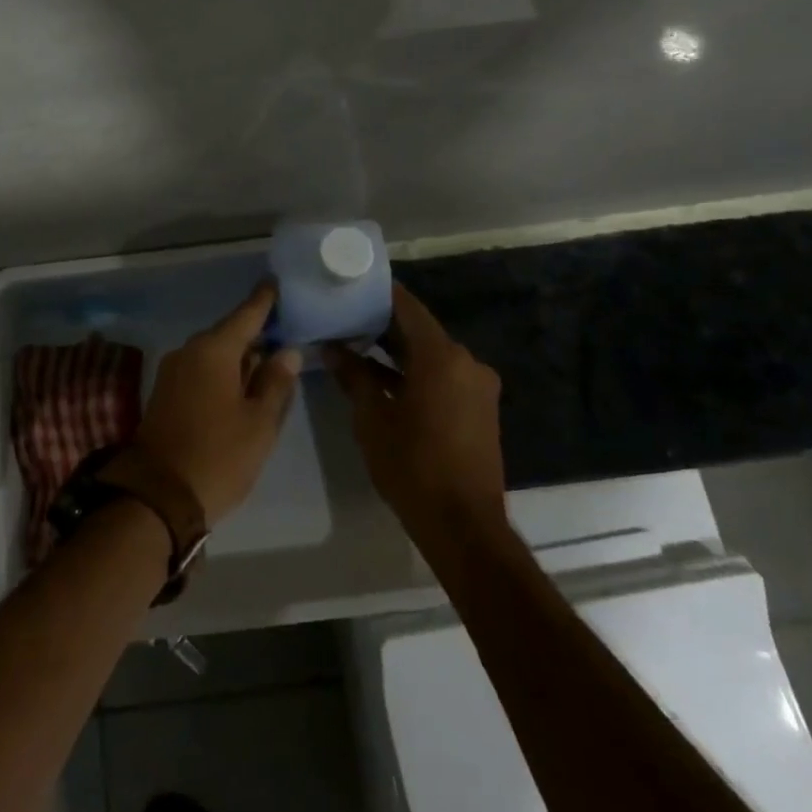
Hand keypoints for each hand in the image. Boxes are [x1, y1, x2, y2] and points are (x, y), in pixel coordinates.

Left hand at [134, 285, 301, 523]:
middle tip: (285, 329)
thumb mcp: (259, 423)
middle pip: (229, 333)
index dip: (264, 300)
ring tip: (270, 359)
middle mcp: (189, 352)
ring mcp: (173, 372)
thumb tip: (286, 351)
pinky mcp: (166, 392)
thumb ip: (275, 382)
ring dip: (239, 356)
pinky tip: (242, 385)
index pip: (246, 315)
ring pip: (214, 354)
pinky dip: (223, 372)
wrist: (157, 495)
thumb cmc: (218, 456)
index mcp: (213, 351)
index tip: (276, 281)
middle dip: (255, 332)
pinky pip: (201, 370)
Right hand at [325, 283, 505, 539]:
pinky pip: (443, 377)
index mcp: (442, 356)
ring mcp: (477, 387)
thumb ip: (353, 376)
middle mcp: (466, 362)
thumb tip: (332, 348)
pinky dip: (415, 374)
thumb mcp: (372, 417)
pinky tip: (382, 380)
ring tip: (354, 348)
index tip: (350, 286)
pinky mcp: (479, 409)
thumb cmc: (412, 464)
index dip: (378, 294)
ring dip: (396, 353)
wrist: (463, 525)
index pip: (407, 307)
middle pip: (419, 331)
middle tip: (343, 318)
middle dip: (382, 326)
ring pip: (430, 356)